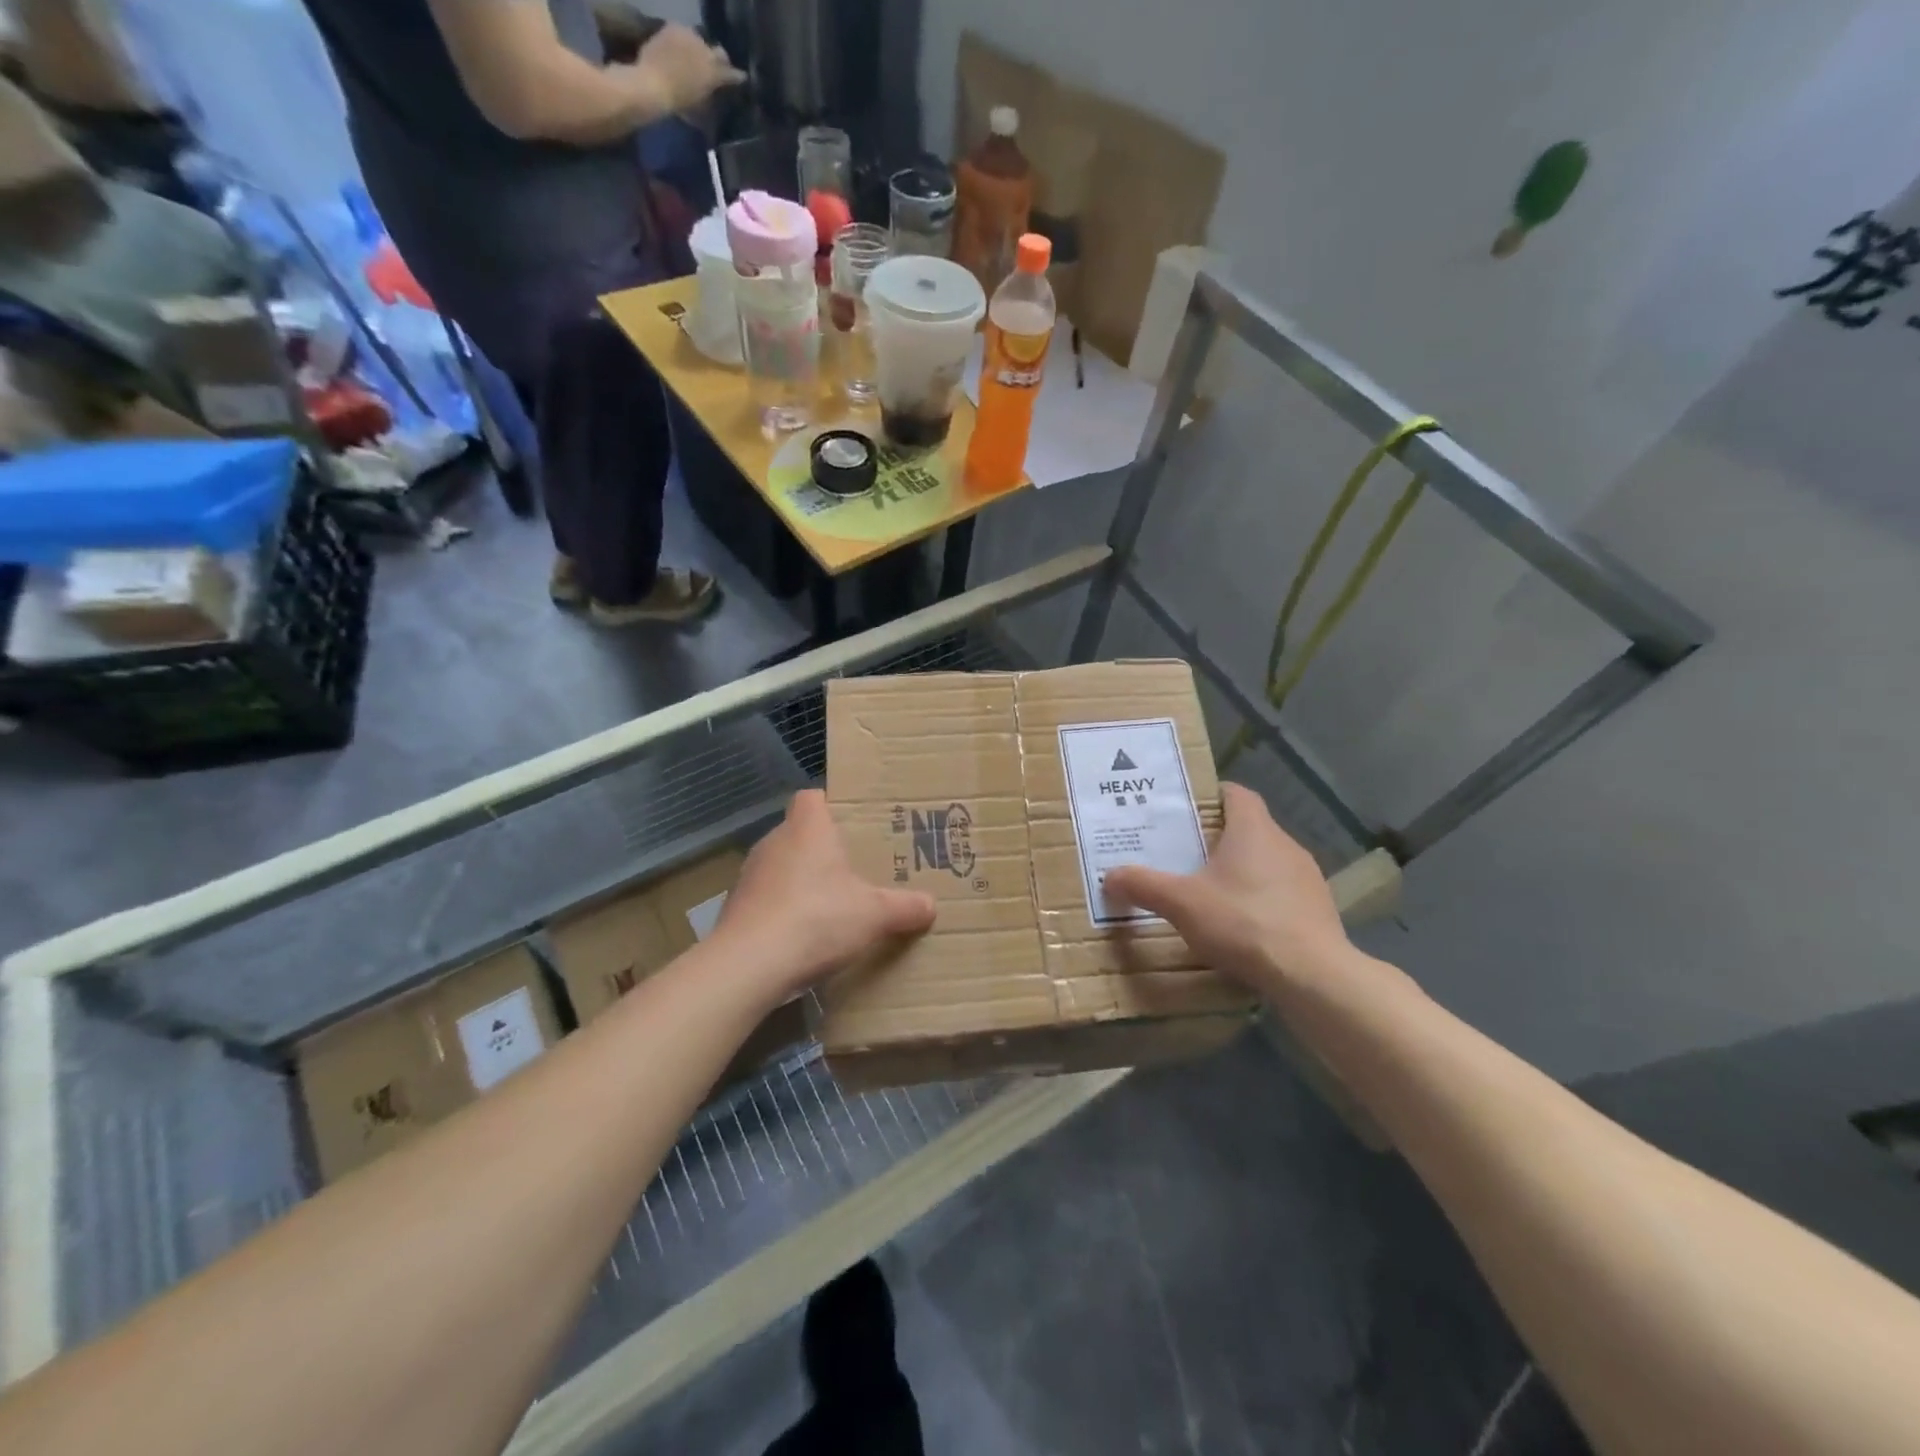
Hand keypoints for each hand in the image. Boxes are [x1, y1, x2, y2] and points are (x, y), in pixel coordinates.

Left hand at [635, 24, 744, 112]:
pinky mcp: (673, 28)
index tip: (741, 79)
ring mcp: (690, 36)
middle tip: (716, 69)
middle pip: (719, 53)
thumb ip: (712, 96)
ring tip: (694, 60)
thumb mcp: (702, 107)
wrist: (652, 85)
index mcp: (716, 72)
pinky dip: (683, 42)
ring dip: (700, 50)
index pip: (732, 73)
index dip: (736, 77)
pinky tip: (679, 52)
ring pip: (701, 41)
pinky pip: (683, 33)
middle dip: (720, 61)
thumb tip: (717, 94)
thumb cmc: (679, 103)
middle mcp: (706, 51)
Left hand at [713, 790, 935, 998]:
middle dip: (824, 849)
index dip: (832, 805)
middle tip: (854, 868)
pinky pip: (767, 899)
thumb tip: (931, 905)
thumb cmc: (817, 918)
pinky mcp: (736, 908)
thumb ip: (905, 907)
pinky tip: (802, 936)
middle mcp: (774, 842)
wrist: (749, 964)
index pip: (812, 797)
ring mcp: (750, 875)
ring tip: (831, 905)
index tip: (854, 824)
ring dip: (801, 882)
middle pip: (800, 833)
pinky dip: (783, 910)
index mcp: (808, 828)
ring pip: (782, 867)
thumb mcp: (875, 915)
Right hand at [1104, 783, 1352, 991]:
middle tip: (1183, 854)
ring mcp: (1307, 877)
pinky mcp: (1318, 909)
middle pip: (1248, 828)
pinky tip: (1242, 925)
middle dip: (1217, 838)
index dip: (1210, 796)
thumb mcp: (1181, 903)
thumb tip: (1109, 876)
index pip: (1235, 794)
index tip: (1184, 810)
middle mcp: (1285, 844)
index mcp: (1253, 830)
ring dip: (1241, 871)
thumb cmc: (1243, 922)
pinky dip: (1260, 899)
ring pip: (1266, 861)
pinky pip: (1282, 892)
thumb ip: (1143, 885)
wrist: (1312, 975)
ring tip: (1209, 891)